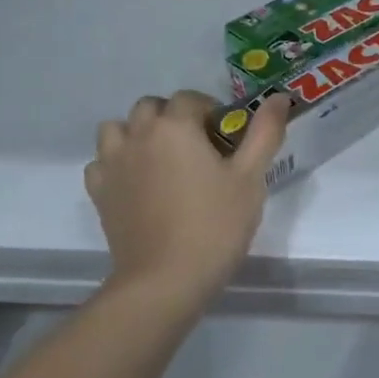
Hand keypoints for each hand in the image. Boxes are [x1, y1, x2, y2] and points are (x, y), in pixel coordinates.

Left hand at [84, 90, 287, 305]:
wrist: (165, 280)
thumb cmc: (215, 225)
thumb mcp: (250, 178)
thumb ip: (265, 132)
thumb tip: (280, 97)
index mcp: (175, 126)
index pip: (191, 99)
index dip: (211, 111)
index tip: (227, 138)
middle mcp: (138, 135)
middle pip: (151, 107)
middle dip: (174, 117)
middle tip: (198, 148)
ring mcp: (112, 163)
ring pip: (118, 129)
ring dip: (138, 134)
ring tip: (162, 160)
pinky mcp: (99, 192)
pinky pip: (102, 162)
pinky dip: (117, 163)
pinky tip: (138, 183)